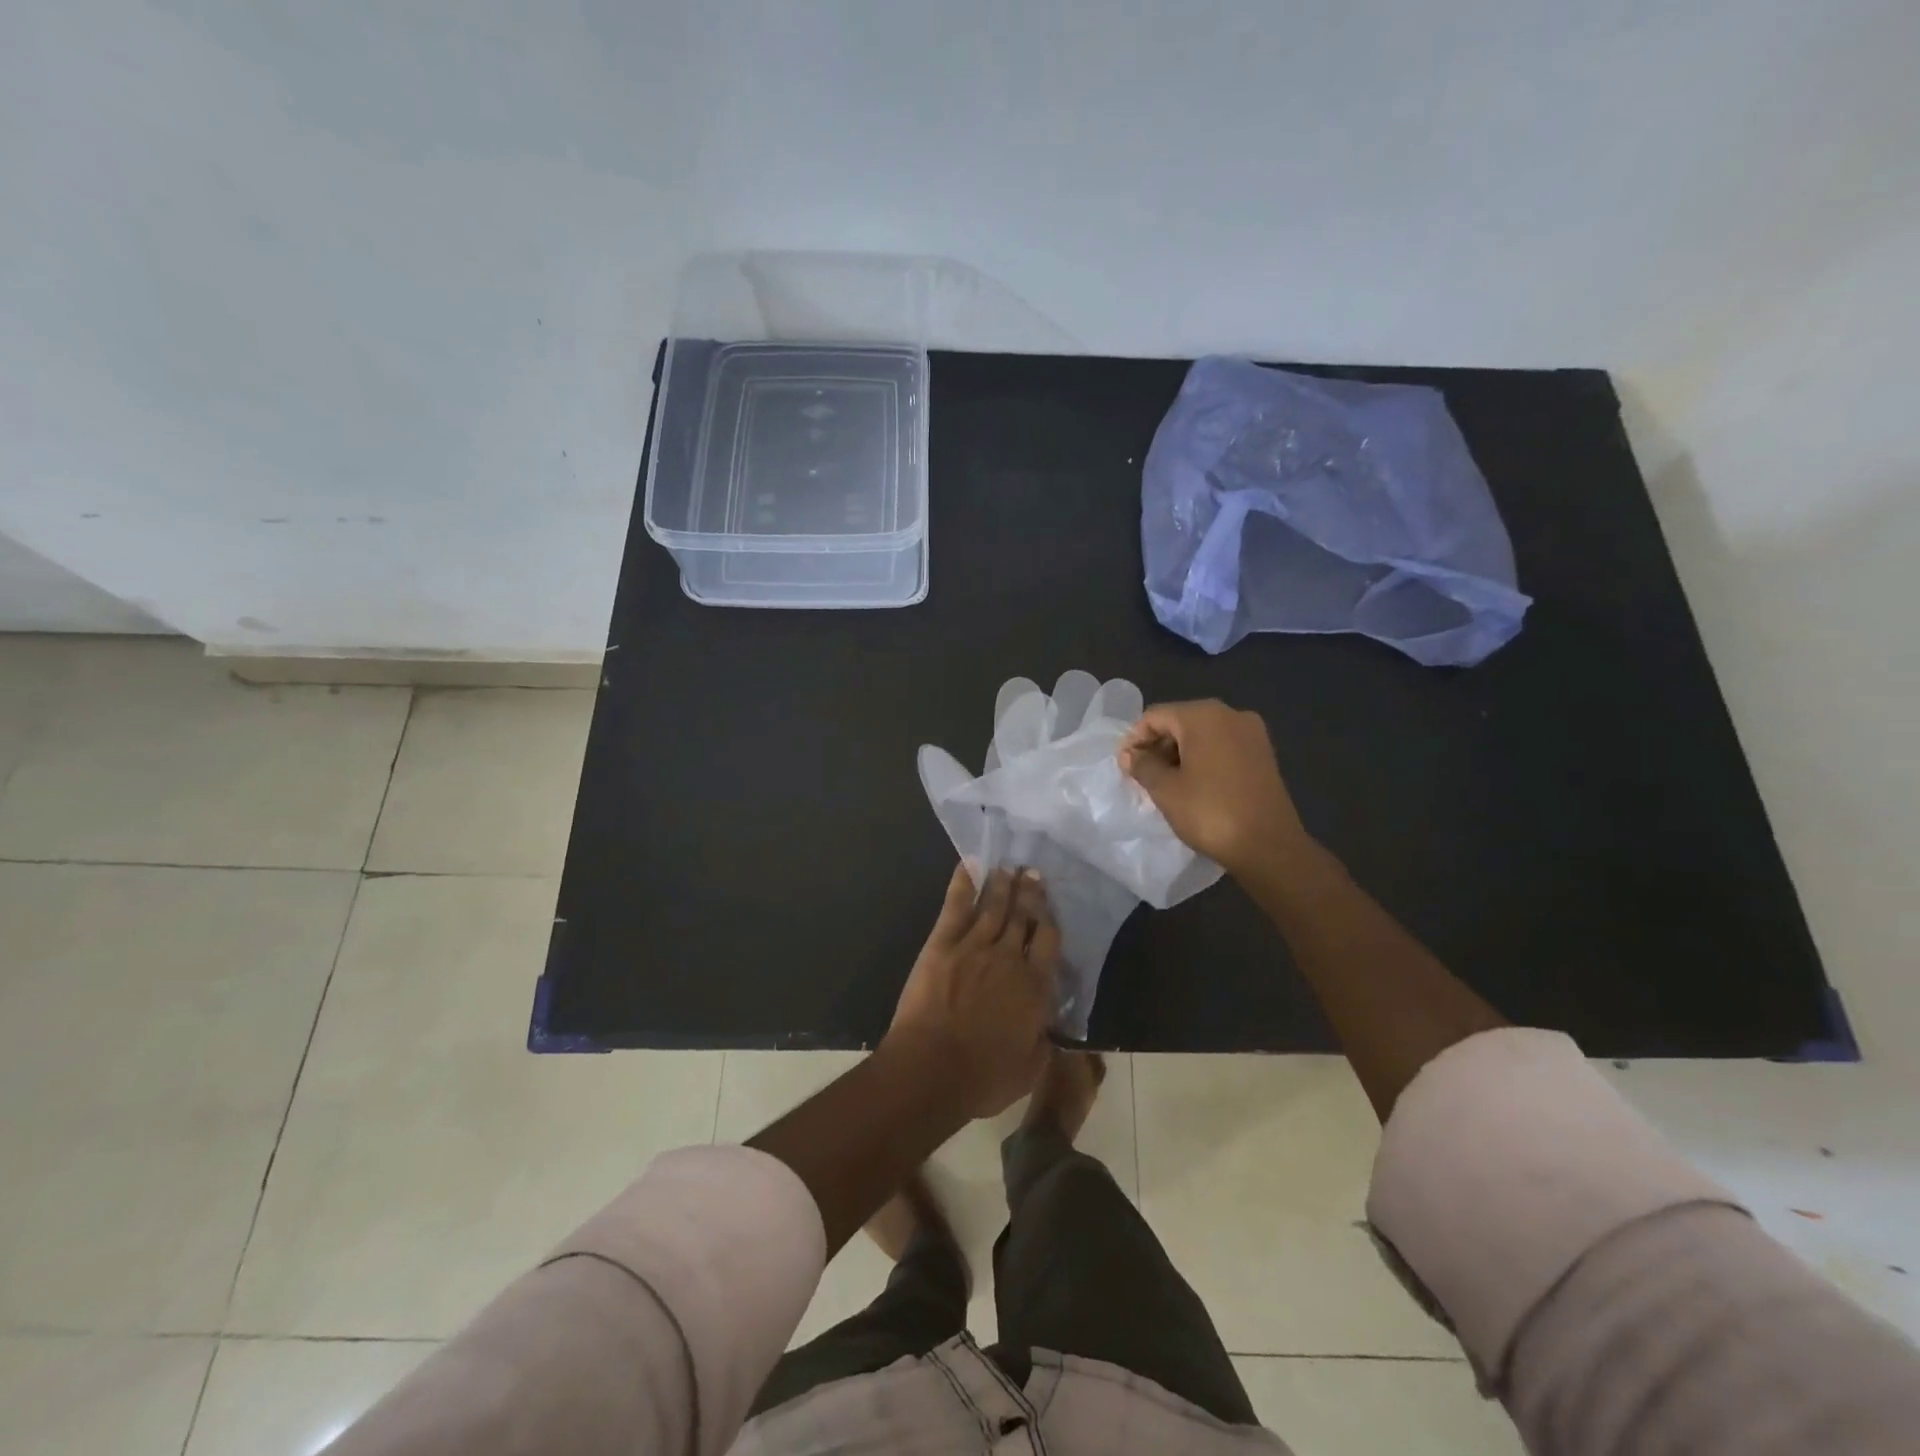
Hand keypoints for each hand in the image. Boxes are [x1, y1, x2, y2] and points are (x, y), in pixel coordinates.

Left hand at [886, 864, 1059, 1118]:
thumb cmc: (983, 1078)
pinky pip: (955, 906)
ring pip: (993, 906)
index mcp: (1035, 987)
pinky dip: (963, 883)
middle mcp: (1009, 958)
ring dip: (1002, 884)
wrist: (932, 1069)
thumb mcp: (1030, 1070)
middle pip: (1023, 916)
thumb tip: (1049, 1027)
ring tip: (1008, 867)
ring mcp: (974, 946)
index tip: (1049, 904)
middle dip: (1029, 892)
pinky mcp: (943, 944)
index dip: (1049, 919)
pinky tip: (969, 864)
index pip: (1048, 940)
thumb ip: (1043, 1042)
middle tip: (1031, 870)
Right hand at [1117, 699, 1313, 877]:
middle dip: (1157, 745)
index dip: (1134, 739)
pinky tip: (1192, 784)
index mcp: (1203, 716)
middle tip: (1140, 775)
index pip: (1155, 716)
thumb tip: (1130, 755)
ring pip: (1203, 735)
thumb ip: (1142, 765)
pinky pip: (1223, 747)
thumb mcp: (1165, 790)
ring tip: (1164, 782)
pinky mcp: (1263, 754)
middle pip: (1180, 721)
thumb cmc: (1210, 812)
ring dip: (1179, 753)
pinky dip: (1203, 759)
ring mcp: (1252, 734)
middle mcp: (1231, 715)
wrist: (1269, 845)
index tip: (1123, 766)